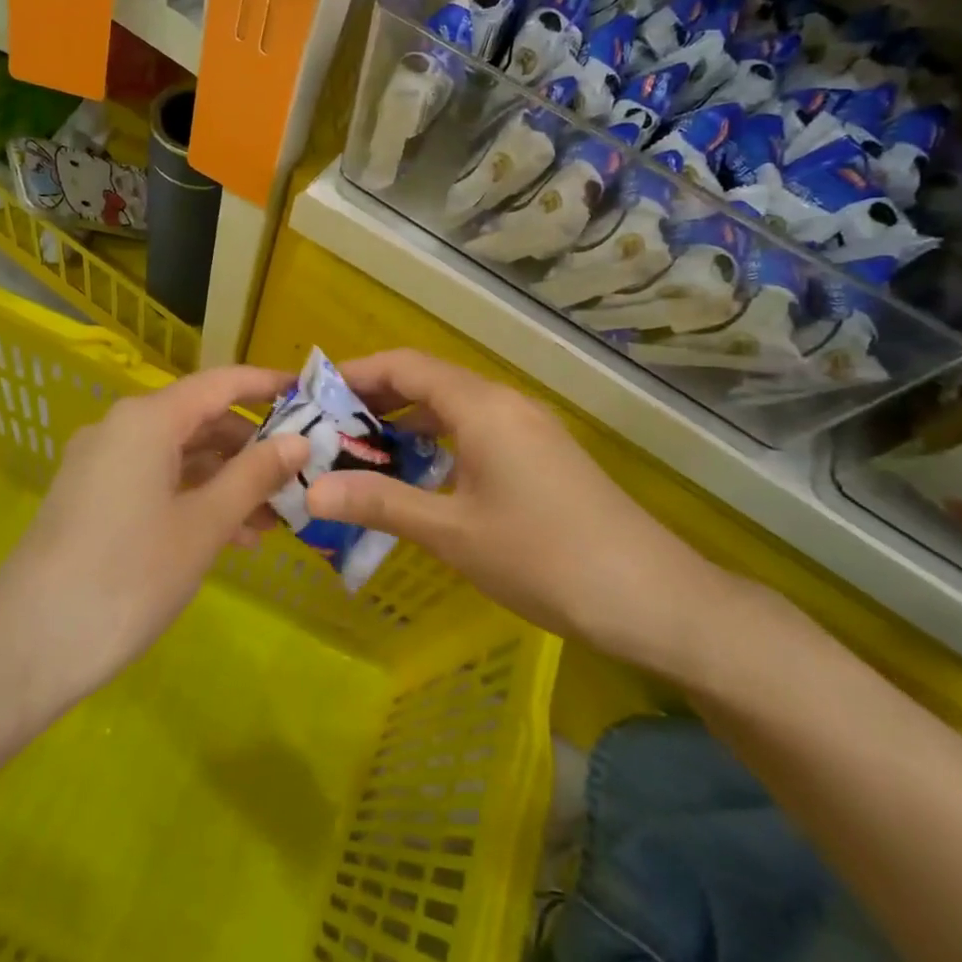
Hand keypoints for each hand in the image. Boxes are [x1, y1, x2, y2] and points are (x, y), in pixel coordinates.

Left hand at [0, 365, 307, 716]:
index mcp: (147, 420)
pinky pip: (156, 482)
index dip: (267, 385)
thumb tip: (300, 440)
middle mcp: (121, 429)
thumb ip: (255, 475)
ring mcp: (101, 465)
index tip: (311, 396)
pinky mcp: (91, 500)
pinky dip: (195, 498)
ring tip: (273, 519)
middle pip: (201, 420)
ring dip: (227, 480)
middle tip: (300, 475)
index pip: (220, 383)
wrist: (26, 649)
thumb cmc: (128, 576)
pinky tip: (230, 537)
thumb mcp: (204, 525)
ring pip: (180, 456)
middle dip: (252, 446)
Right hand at [303, 350, 726, 673]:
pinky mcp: (543, 454)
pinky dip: (439, 442)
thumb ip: (380, 503)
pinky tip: (421, 478)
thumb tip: (310, 492)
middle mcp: (505, 402)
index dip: (356, 374)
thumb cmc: (543, 557)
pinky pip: (477, 430)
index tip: (313, 397)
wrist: (651, 596)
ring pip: (454, 408)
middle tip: (327, 433)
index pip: (405, 365)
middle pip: (428, 382)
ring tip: (362, 454)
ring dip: (407, 424)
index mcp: (482, 406)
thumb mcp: (451, 532)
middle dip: (375, 402)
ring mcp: (529, 427)